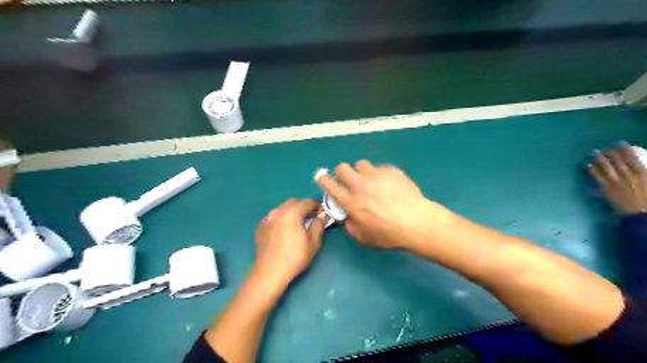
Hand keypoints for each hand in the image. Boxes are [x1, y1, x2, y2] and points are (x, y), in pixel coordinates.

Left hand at [251, 198, 323, 289]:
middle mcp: (278, 211)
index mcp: (292, 213)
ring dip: (292, 211)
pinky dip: (281, 218)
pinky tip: (284, 229)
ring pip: (282, 208)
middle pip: (294, 202)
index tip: (322, 213)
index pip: (307, 202)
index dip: (317, 206)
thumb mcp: (313, 243)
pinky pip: (274, 216)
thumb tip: (321, 217)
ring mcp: (267, 218)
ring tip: (297, 223)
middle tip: (311, 217)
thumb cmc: (295, 257)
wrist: (270, 272)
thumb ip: (318, 225)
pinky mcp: (261, 226)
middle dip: (304, 206)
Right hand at [317, 160, 450, 250]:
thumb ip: (350, 226)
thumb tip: (347, 217)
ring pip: (360, 164)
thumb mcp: (364, 238)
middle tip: (348, 179)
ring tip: (369, 180)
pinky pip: (379, 167)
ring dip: (360, 171)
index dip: (323, 179)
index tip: (322, 177)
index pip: (330, 185)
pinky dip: (379, 174)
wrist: (416, 222)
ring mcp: (376, 175)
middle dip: (341, 172)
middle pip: (342, 168)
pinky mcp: (390, 170)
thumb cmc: (389, 234)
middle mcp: (360, 185)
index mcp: (351, 202)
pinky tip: (388, 184)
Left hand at [591, 143, 646, 213]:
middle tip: (605, 147)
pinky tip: (588, 165)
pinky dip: (592, 170)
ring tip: (594, 153)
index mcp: (643, 173)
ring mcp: (616, 182)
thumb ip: (645, 173)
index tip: (620, 143)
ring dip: (599, 159)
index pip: (632, 157)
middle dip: (610, 152)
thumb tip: (642, 165)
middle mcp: (628, 175)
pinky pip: (598, 177)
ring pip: (606, 167)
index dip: (625, 149)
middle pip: (617, 161)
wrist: (644, 214)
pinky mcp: (606, 189)